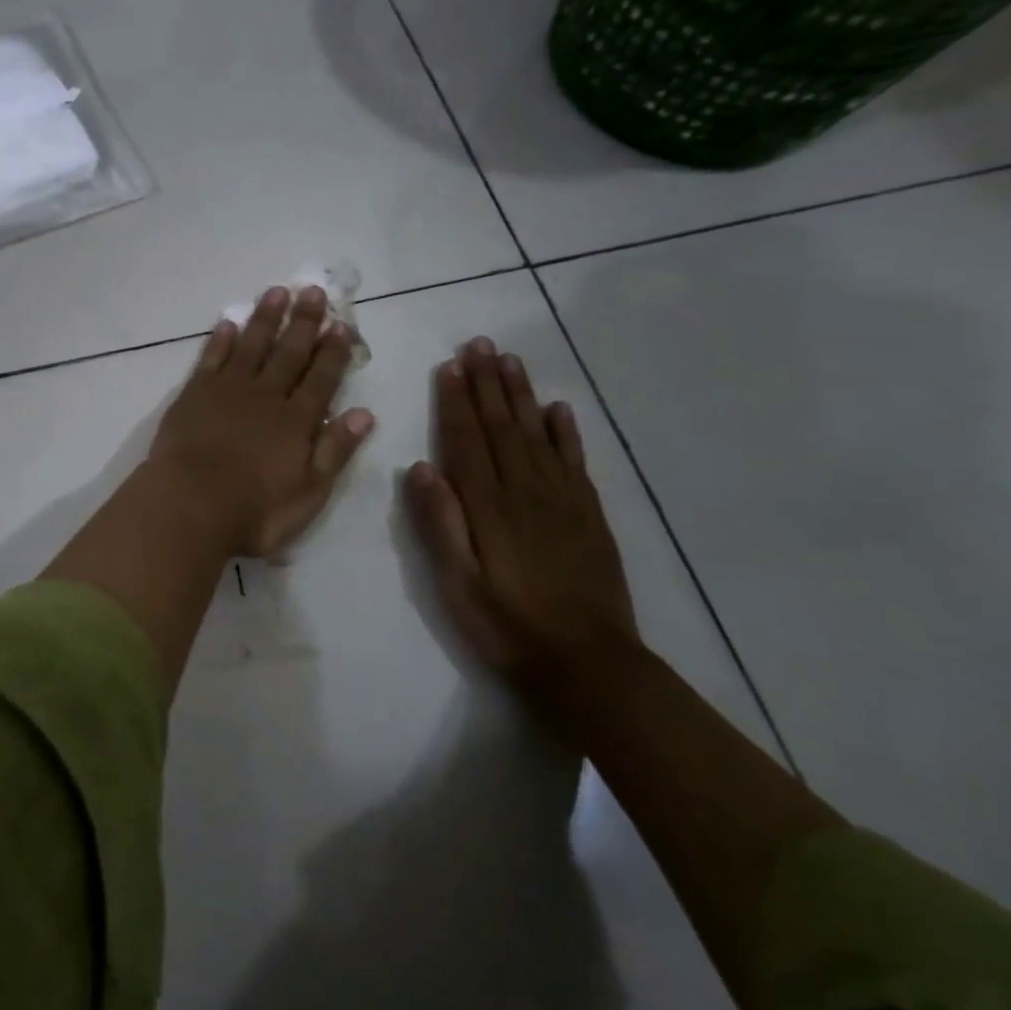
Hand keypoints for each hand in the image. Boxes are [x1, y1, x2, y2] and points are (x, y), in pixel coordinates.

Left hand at [149, 286, 375, 557]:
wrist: (190, 503)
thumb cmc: (254, 509)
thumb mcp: (309, 492)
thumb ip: (335, 450)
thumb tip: (364, 414)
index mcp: (296, 421)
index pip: (321, 378)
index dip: (333, 351)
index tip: (341, 324)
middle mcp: (266, 396)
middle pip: (289, 353)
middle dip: (303, 322)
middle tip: (314, 291)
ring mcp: (228, 390)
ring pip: (251, 345)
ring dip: (265, 319)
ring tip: (277, 292)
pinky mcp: (194, 393)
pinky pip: (211, 358)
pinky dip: (220, 340)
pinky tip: (227, 323)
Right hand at [405, 337, 637, 691]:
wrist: (590, 665)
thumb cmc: (508, 626)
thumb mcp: (457, 585)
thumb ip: (440, 524)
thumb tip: (420, 467)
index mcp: (489, 506)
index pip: (467, 440)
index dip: (456, 401)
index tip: (449, 365)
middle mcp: (526, 490)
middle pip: (502, 426)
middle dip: (487, 383)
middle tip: (478, 344)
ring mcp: (562, 499)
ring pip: (537, 433)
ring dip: (521, 394)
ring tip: (509, 360)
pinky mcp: (588, 514)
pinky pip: (575, 460)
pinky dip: (566, 431)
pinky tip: (558, 409)